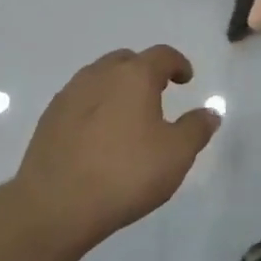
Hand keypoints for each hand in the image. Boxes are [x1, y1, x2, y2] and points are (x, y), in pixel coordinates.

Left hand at [12, 46, 219, 250]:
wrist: (55, 205)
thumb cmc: (125, 174)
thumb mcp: (176, 155)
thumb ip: (196, 129)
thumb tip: (210, 112)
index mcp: (135, 76)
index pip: (162, 55)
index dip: (178, 64)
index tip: (186, 80)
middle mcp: (100, 75)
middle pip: (127, 60)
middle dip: (144, 71)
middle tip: (157, 94)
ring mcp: (70, 94)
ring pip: (99, 77)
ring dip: (117, 87)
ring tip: (127, 115)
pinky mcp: (49, 118)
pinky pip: (79, 100)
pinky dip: (94, 106)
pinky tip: (98, 135)